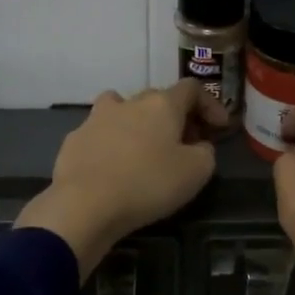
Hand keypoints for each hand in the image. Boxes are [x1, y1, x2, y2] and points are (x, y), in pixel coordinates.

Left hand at [15, 80, 227, 277]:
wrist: (84, 204)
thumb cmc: (148, 184)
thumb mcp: (196, 172)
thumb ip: (206, 152)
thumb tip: (198, 145)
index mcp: (161, 104)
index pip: (192, 89)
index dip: (210, 104)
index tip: (219, 127)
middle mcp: (128, 102)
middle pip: (157, 98)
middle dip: (175, 116)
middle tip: (185, 142)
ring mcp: (96, 118)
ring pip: (122, 109)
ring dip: (138, 123)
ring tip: (144, 148)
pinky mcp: (74, 140)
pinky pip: (100, 134)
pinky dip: (112, 144)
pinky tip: (113, 168)